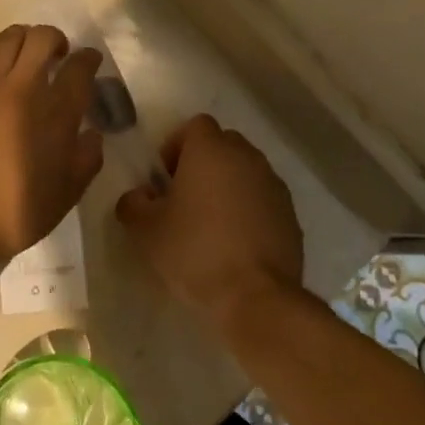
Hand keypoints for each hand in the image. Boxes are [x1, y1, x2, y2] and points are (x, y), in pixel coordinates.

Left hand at [0, 26, 103, 264]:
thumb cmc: (19, 211)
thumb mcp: (69, 192)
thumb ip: (87, 157)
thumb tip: (91, 134)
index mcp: (56, 112)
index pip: (79, 68)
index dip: (89, 59)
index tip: (90, 61)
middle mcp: (22, 88)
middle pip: (41, 39)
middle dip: (56, 39)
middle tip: (58, 55)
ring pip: (6, 39)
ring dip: (21, 37)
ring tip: (25, 52)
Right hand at [116, 115, 303, 329]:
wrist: (257, 298)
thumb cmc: (195, 252)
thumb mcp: (145, 230)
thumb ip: (133, 203)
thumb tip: (140, 196)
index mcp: (211, 151)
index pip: (195, 126)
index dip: (176, 146)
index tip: (165, 178)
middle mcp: (247, 158)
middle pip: (223, 144)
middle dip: (203, 163)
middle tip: (185, 197)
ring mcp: (274, 186)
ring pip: (245, 171)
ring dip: (228, 186)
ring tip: (211, 223)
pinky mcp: (291, 216)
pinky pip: (263, 199)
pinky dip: (249, 210)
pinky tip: (236, 243)